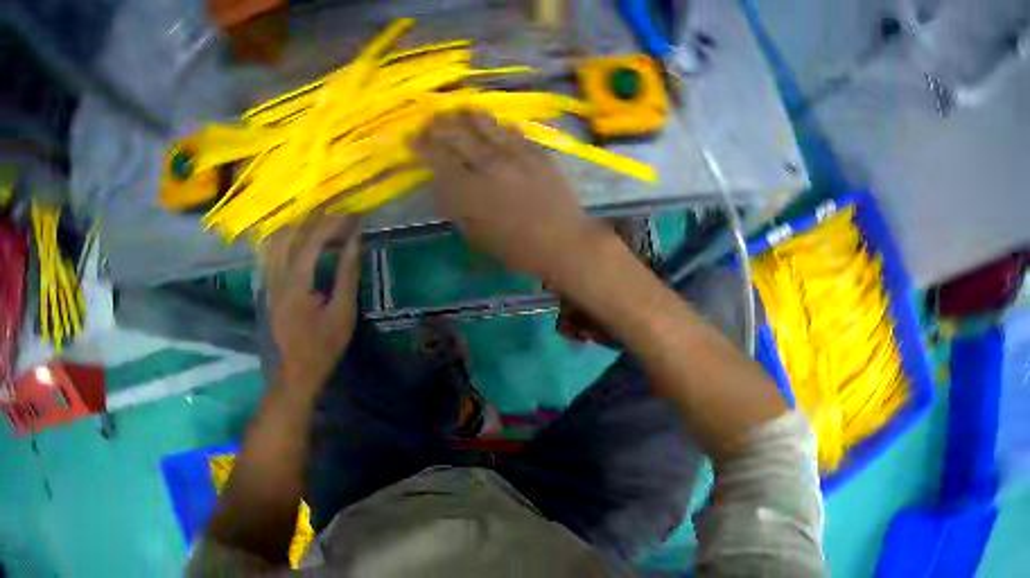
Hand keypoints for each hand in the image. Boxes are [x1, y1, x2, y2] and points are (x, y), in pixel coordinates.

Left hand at [262, 214, 361, 394]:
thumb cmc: (324, 346)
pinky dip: (287, 238)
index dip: (334, 223)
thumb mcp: (343, 313)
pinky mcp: (268, 286)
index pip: (313, 241)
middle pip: (290, 234)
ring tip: (320, 220)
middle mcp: (277, 277)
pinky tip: (299, 237)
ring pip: (276, 240)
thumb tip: (355, 240)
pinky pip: (272, 252)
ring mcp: (269, 281)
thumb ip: (347, 274)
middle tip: (337, 212)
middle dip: (314, 218)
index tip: (354, 214)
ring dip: (298, 225)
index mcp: (296, 284)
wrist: (297, 372)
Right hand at [413, 111, 598, 280]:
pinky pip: (515, 132)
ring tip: (459, 109)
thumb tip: (442, 184)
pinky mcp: (538, 152)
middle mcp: (489, 166)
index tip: (413, 138)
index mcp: (470, 191)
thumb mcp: (476, 235)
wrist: (564, 242)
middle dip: (441, 125)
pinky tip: (495, 122)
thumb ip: (456, 207)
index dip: (423, 146)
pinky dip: (501, 125)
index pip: (439, 159)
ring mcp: (516, 155)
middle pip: (459, 137)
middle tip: (431, 119)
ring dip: (469, 116)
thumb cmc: (516, 249)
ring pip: (487, 127)